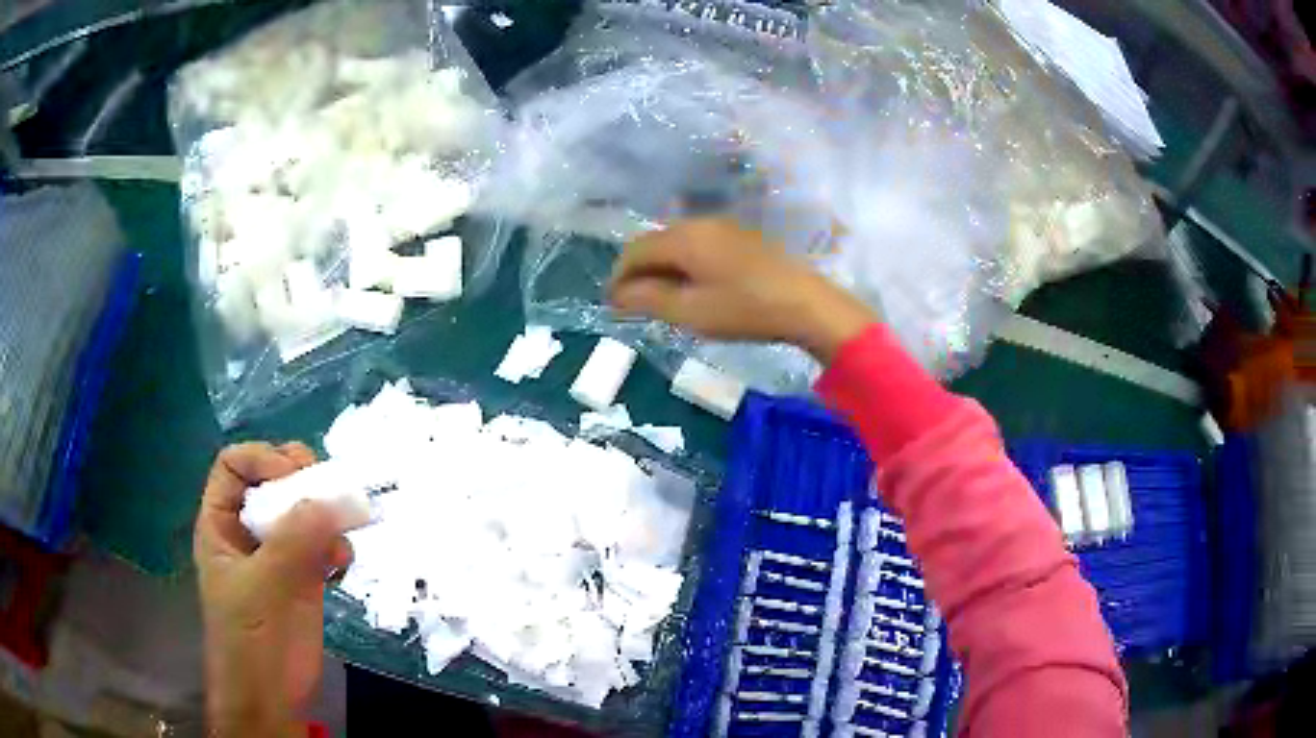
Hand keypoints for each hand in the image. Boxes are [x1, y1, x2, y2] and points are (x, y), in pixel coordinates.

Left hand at [195, 442, 351, 737]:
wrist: (272, 699)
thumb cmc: (252, 640)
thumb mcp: (264, 587)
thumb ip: (295, 541)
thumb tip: (337, 499)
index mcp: (221, 525)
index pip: (234, 466)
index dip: (261, 460)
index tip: (294, 477)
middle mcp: (247, 532)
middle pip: (271, 482)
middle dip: (301, 480)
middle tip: (329, 488)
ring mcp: (277, 555)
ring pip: (301, 512)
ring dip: (326, 512)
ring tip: (345, 526)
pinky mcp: (304, 578)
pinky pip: (321, 545)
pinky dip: (336, 543)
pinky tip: (344, 560)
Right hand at [609, 217, 876, 363]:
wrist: (806, 303)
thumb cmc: (744, 309)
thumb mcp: (690, 312)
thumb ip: (647, 300)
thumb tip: (617, 294)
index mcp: (683, 238)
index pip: (634, 251)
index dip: (618, 277)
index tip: (613, 305)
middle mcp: (699, 223)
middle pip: (654, 242)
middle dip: (639, 272)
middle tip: (635, 304)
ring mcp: (723, 226)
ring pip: (677, 242)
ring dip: (662, 267)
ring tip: (662, 299)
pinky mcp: (741, 236)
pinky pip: (698, 244)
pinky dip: (685, 264)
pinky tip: (693, 287)